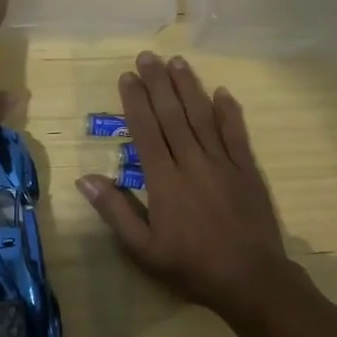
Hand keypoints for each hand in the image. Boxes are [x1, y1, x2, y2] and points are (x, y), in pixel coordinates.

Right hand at [77, 52, 297, 322]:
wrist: (251, 280)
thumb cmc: (191, 266)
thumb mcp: (143, 249)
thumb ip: (116, 212)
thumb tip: (86, 179)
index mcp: (164, 181)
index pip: (146, 131)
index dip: (135, 102)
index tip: (127, 77)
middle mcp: (192, 163)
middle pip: (172, 115)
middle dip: (158, 83)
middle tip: (147, 56)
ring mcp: (223, 164)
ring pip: (202, 117)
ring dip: (188, 87)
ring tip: (177, 61)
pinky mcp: (247, 171)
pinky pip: (236, 134)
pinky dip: (229, 112)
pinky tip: (222, 92)